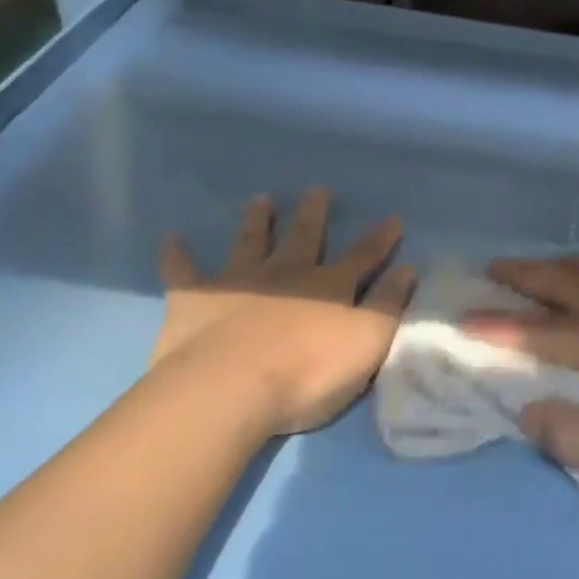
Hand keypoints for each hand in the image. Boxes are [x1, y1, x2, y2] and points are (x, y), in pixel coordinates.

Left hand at [150, 188, 414, 440]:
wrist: (230, 389)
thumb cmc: (308, 373)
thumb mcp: (367, 343)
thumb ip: (389, 305)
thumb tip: (407, 269)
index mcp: (329, 287)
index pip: (363, 256)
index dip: (380, 239)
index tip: (392, 218)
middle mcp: (285, 274)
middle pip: (304, 237)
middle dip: (313, 214)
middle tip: (317, 190)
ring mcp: (238, 283)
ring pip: (250, 242)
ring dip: (256, 221)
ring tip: (260, 199)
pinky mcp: (195, 300)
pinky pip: (183, 272)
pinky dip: (177, 255)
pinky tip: (170, 239)